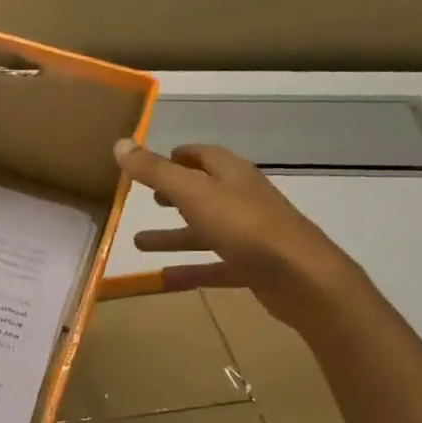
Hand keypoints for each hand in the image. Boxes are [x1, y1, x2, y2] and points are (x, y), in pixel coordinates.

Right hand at [115, 139, 365, 328]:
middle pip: (205, 192)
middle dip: (176, 195)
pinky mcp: (254, 268)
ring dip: (174, 236)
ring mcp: (251, 235)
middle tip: (148, 199)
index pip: (204, 156)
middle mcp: (243, 200)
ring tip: (139, 243)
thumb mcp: (193, 193)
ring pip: (205, 232)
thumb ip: (155, 171)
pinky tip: (165, 278)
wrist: (302, 278)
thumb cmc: (245, 226)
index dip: (180, 156)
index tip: (155, 160)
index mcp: (232, 175)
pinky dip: (191, 270)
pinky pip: (215, 266)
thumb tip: (119, 143)